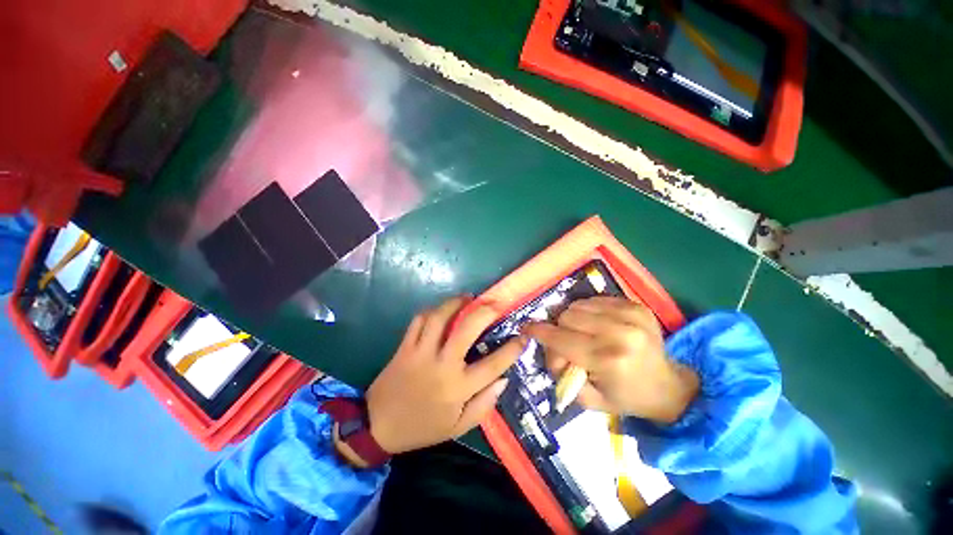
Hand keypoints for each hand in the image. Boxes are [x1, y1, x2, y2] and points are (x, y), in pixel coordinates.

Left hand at [365, 296, 523, 453]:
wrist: (377, 426)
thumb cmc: (422, 428)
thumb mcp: (458, 427)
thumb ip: (484, 404)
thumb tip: (504, 379)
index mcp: (458, 388)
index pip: (493, 365)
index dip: (512, 349)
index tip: (523, 335)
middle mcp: (442, 365)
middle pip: (466, 330)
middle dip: (484, 312)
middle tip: (494, 304)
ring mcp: (421, 353)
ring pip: (439, 318)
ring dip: (455, 303)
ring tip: (467, 298)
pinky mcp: (405, 347)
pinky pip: (418, 321)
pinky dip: (431, 311)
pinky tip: (441, 310)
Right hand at [523, 296, 697, 422]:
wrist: (668, 386)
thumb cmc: (625, 397)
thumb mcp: (589, 399)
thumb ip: (562, 374)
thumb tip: (550, 348)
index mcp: (609, 360)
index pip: (561, 339)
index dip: (540, 332)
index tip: (527, 328)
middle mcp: (620, 333)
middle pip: (567, 317)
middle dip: (559, 329)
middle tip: (566, 343)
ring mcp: (631, 315)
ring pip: (578, 305)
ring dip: (573, 319)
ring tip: (583, 333)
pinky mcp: (636, 305)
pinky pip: (595, 300)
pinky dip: (588, 311)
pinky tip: (597, 325)